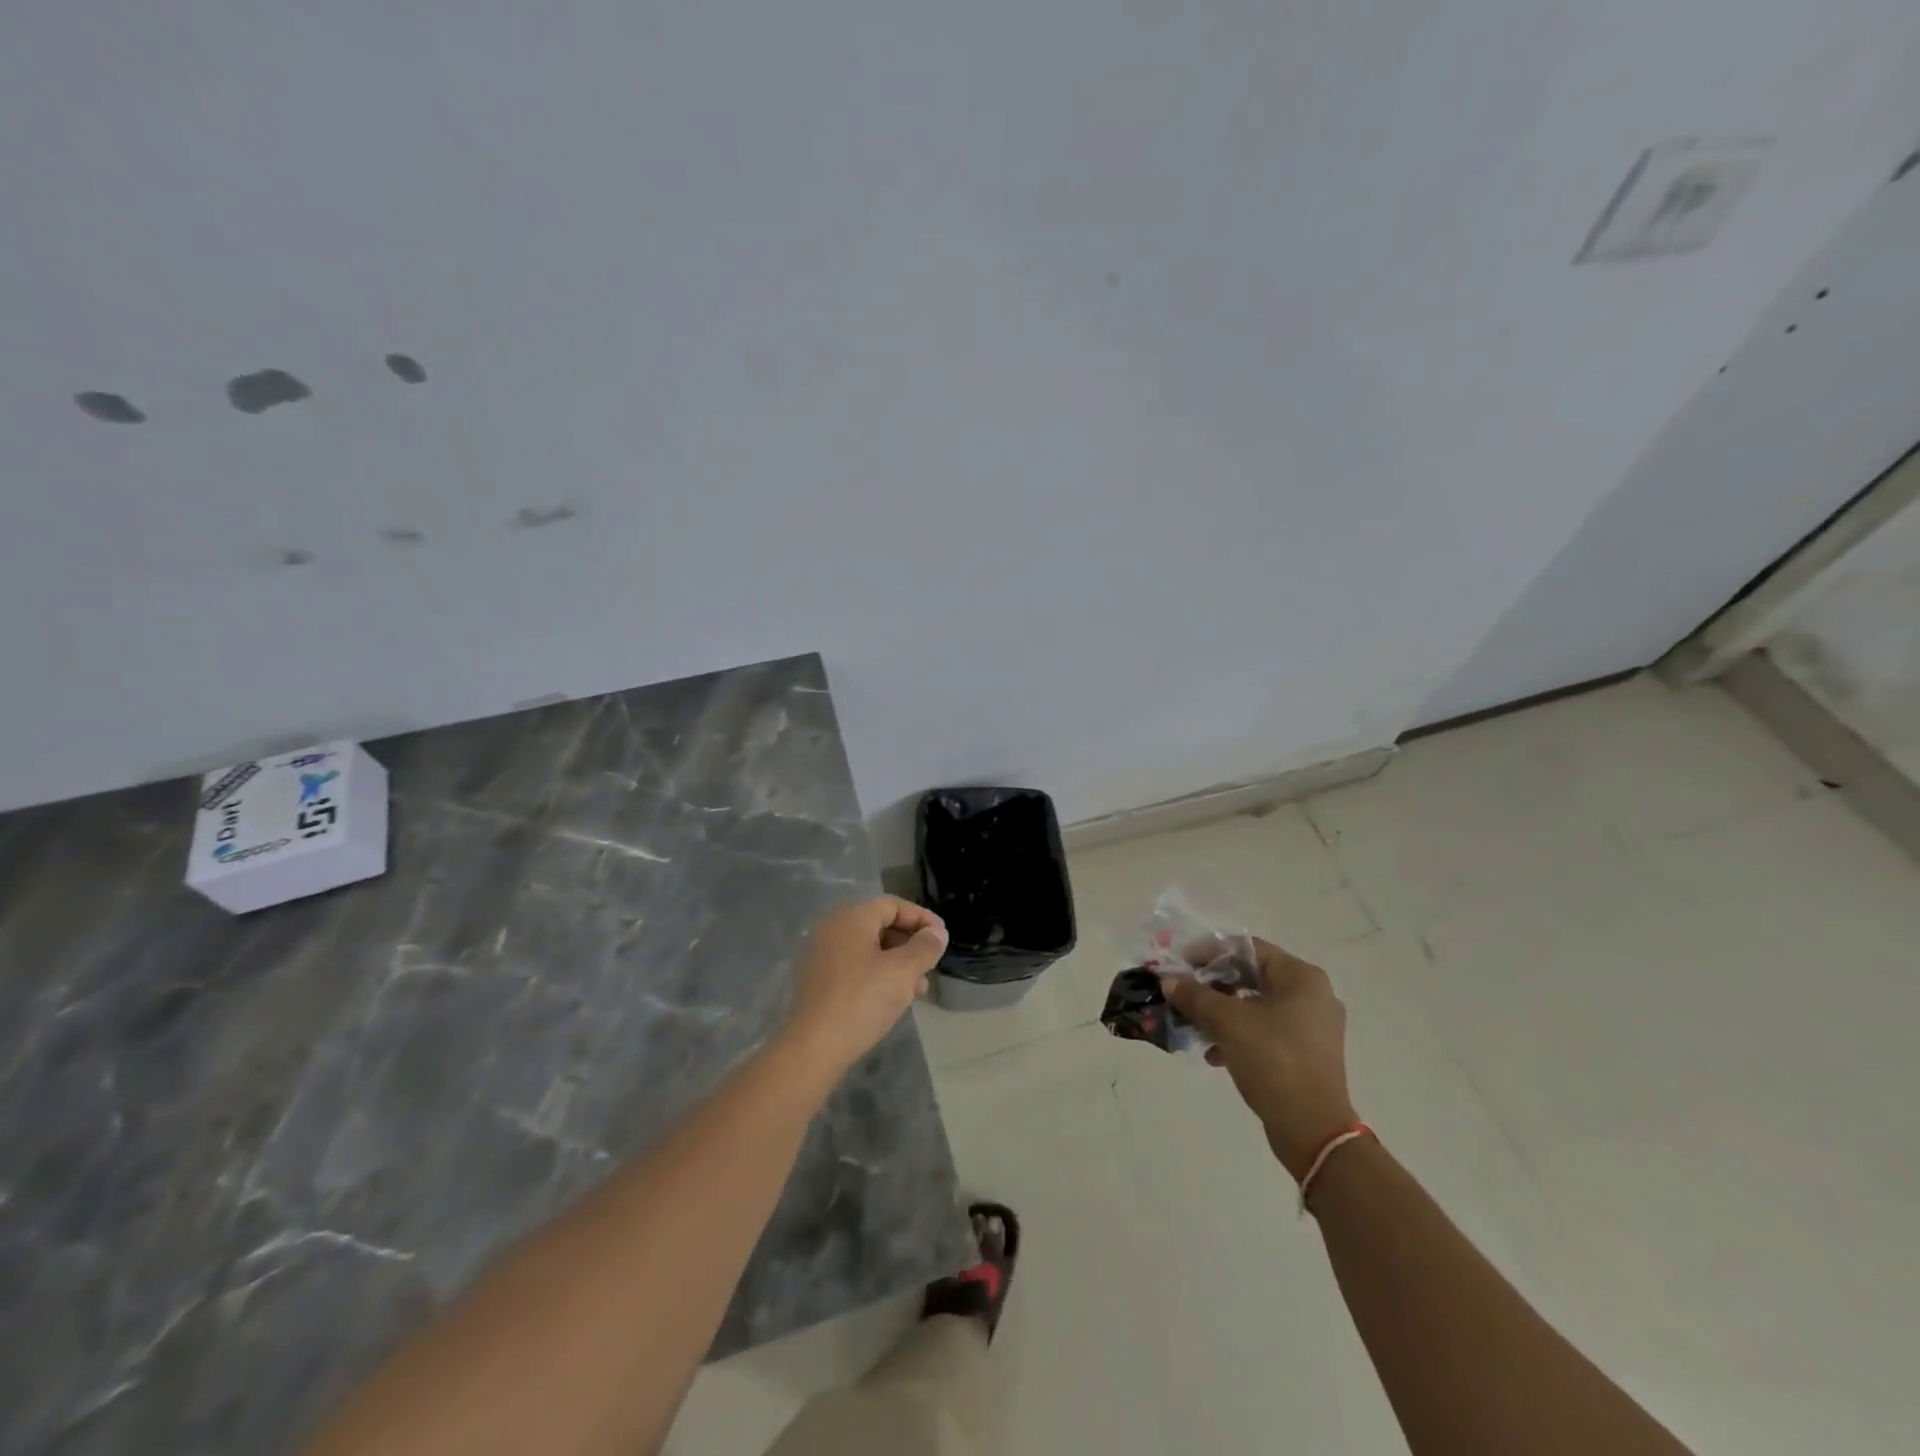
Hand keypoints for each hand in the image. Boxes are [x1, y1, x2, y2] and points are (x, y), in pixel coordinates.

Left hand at [783, 897, 948, 1074]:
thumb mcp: (903, 971)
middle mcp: (833, 929)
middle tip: (932, 964)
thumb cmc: (862, 999)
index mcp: (851, 918)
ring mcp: (822, 956)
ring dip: (898, 963)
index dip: (922, 918)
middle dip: (911, 943)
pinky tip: (895, 999)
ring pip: (870, 949)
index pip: (893, 905)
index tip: (942, 938)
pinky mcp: (819, 981)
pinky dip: (879, 975)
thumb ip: (925, 947)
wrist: (814, 1047)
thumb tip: (937, 933)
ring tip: (919, 988)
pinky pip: (857, 967)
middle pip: (881, 925)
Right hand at [1162, 938, 1357, 1181]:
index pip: (1248, 947)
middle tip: (1183, 993)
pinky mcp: (1307, 1054)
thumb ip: (1195, 996)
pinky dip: (1238, 1035)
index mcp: (1301, 977)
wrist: (1313, 1130)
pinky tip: (1213, 1054)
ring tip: (1193, 1025)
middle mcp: (1312, 995)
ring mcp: (1313, 1026)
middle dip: (1212, 985)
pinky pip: (1266, 1030)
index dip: (1210, 952)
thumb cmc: (1273, 1060)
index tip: (1181, 965)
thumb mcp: (1227, 1022)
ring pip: (1256, 1005)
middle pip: (1251, 975)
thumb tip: (1168, 980)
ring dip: (1221, 1012)